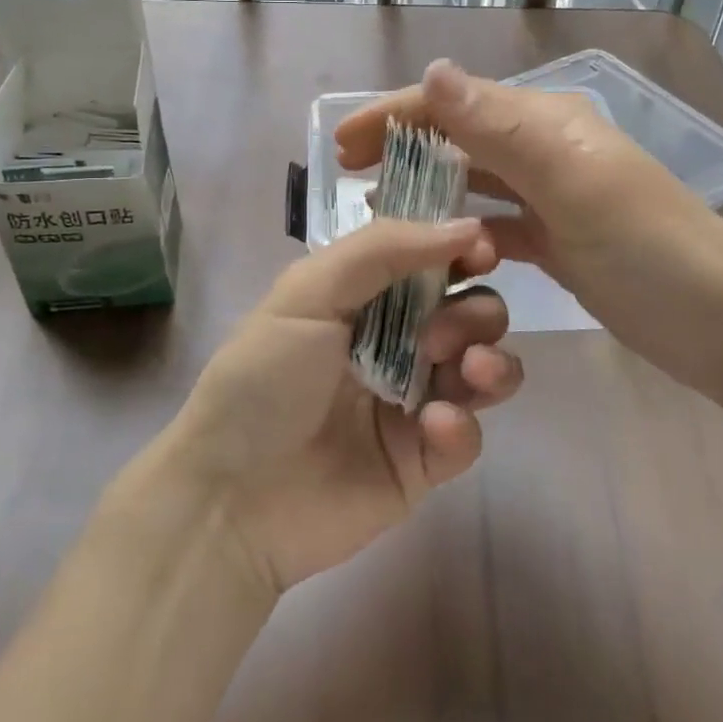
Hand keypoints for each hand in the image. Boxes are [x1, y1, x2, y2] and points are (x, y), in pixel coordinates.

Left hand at [152, 217, 522, 594]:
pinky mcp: (423, 462)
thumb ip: (384, 249)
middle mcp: (394, 344)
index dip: (463, 252)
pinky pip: (468, 435)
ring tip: (468, 370)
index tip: (483, 252)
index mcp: (364, 299)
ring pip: (483, 370)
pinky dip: (462, 426)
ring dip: (490, 361)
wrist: (231, 497)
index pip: (430, 262)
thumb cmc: (263, 378)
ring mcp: (411, 403)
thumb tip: (468, 224)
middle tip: (442, 334)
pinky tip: (433, 427)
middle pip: (469, 313)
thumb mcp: (308, 293)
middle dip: (474, 313)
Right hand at [335, 60, 722, 397]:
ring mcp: (553, 196)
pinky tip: (433, 247)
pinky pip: (495, 223)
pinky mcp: (559, 240)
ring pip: (473, 180)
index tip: (340, 145)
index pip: (453, 104)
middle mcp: (546, 149)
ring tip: (376, 208)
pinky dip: (460, 228)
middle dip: (401, 146)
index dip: (393, 115)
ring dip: (425, 186)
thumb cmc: (651, 251)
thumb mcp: (574, 184)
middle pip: (458, 137)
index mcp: (546, 123)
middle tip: (346, 174)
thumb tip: (432, 70)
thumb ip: (501, 130)